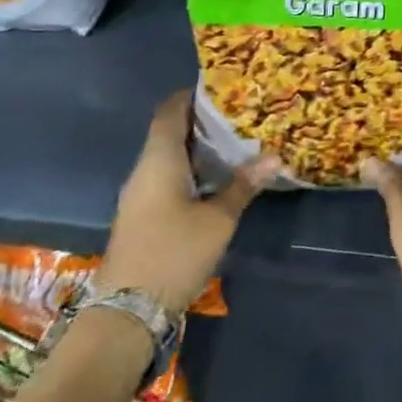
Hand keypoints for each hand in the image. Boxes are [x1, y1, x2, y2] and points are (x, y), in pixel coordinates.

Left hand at [97, 90, 277, 315]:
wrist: (126, 314)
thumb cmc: (173, 253)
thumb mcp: (218, 219)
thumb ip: (244, 185)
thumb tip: (275, 156)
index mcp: (158, 161)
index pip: (170, 111)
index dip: (192, 95)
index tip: (223, 87)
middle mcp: (144, 171)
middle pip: (170, 132)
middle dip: (203, 121)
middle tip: (241, 113)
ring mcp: (140, 196)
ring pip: (169, 158)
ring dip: (198, 148)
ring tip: (237, 141)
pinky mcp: (143, 217)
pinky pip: (168, 178)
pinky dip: (192, 170)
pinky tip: (218, 178)